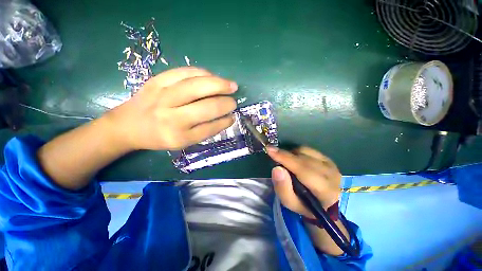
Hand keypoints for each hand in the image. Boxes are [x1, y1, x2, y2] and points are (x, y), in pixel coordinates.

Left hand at [105, 67, 237, 150]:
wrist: (127, 125)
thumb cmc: (159, 137)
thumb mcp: (183, 142)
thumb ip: (206, 131)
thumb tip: (226, 118)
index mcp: (178, 136)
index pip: (210, 128)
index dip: (224, 121)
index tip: (233, 116)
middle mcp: (171, 117)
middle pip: (206, 106)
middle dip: (225, 102)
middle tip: (234, 101)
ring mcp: (162, 96)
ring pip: (197, 85)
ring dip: (219, 84)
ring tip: (231, 85)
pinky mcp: (157, 80)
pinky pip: (185, 72)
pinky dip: (203, 73)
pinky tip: (212, 77)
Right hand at [266, 146, 340, 217]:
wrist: (322, 202)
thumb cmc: (304, 204)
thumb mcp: (290, 203)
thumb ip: (283, 188)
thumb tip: (277, 168)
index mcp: (325, 191)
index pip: (303, 170)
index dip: (285, 159)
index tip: (270, 150)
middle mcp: (331, 175)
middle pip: (303, 159)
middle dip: (285, 155)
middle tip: (272, 154)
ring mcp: (331, 164)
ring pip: (305, 152)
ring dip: (291, 154)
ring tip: (285, 162)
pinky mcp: (327, 158)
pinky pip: (307, 149)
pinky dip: (297, 152)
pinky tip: (293, 159)